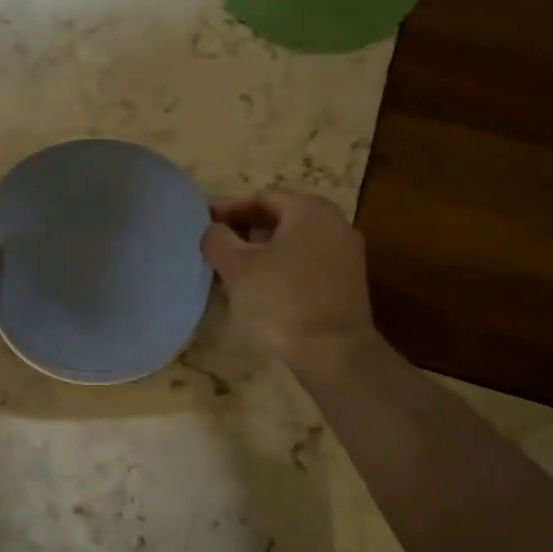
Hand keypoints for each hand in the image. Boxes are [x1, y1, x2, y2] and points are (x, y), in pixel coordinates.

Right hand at [201, 191, 378, 371]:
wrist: (334, 354)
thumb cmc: (281, 301)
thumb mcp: (237, 268)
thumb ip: (217, 240)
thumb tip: (214, 230)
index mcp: (310, 210)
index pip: (262, 198)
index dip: (229, 210)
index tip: (204, 225)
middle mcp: (335, 223)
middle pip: (281, 218)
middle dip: (246, 230)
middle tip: (218, 247)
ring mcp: (346, 254)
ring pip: (295, 242)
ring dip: (264, 251)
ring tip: (235, 270)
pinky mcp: (348, 282)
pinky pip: (308, 263)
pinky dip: (283, 267)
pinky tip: (263, 289)